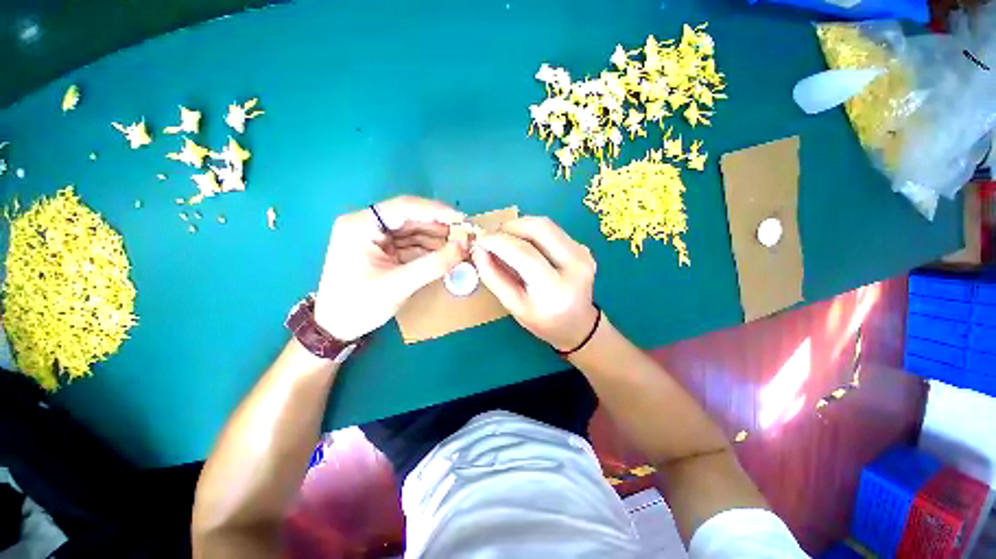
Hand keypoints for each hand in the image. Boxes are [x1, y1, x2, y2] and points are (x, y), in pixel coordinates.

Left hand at [314, 196, 466, 340]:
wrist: (337, 328)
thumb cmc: (360, 304)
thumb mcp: (399, 284)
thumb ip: (434, 265)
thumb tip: (464, 247)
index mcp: (361, 225)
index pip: (404, 207)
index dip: (436, 211)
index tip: (462, 219)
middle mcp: (367, 225)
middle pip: (410, 218)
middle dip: (439, 227)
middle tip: (466, 235)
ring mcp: (375, 238)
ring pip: (413, 231)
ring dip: (437, 239)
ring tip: (461, 246)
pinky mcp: (383, 250)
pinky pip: (411, 245)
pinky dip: (429, 250)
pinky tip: (446, 254)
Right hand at [471, 216, 598, 351]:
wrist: (577, 324)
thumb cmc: (542, 321)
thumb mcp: (513, 306)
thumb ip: (493, 277)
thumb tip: (479, 248)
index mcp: (556, 289)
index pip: (525, 254)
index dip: (499, 241)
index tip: (480, 239)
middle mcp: (576, 266)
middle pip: (540, 228)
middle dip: (510, 226)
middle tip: (493, 237)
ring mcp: (583, 253)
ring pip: (546, 224)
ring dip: (520, 226)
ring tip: (505, 240)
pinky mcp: (583, 247)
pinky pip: (551, 230)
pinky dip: (531, 232)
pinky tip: (523, 246)